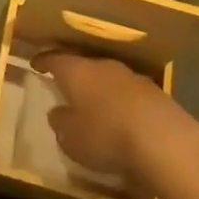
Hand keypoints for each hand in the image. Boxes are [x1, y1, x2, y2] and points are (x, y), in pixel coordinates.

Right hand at [34, 52, 198, 197]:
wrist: (164, 140)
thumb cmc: (105, 135)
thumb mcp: (71, 138)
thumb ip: (60, 122)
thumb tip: (57, 112)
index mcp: (77, 71)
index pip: (54, 59)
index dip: (43, 61)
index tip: (35, 64)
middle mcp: (103, 66)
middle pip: (83, 65)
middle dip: (75, 75)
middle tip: (66, 86)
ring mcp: (131, 77)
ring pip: (108, 78)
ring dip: (101, 89)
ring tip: (95, 105)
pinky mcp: (155, 93)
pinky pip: (129, 94)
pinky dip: (122, 103)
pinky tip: (123, 118)